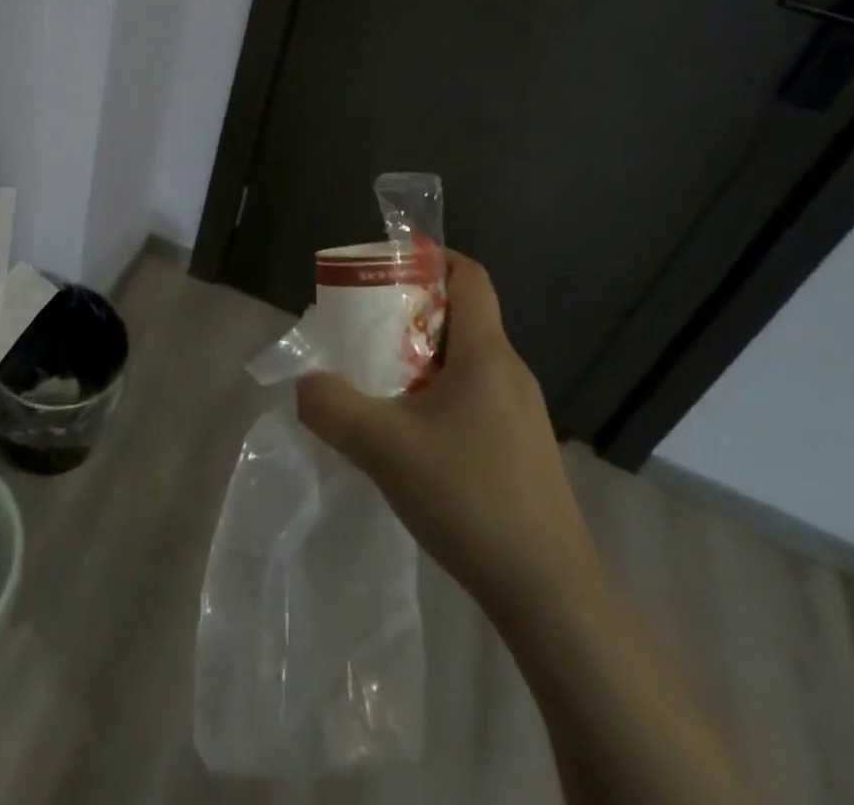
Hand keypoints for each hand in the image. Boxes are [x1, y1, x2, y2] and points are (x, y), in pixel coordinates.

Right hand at [297, 251, 599, 626]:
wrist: (550, 596)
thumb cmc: (469, 499)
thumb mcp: (382, 447)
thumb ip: (330, 406)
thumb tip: (303, 384)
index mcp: (486, 355)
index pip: (470, 276)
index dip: (431, 257)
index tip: (387, 265)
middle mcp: (510, 373)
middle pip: (461, 316)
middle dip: (409, 312)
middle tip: (363, 329)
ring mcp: (521, 414)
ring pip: (464, 361)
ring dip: (419, 358)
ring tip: (376, 382)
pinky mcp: (521, 450)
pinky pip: (473, 397)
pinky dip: (436, 394)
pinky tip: (408, 436)